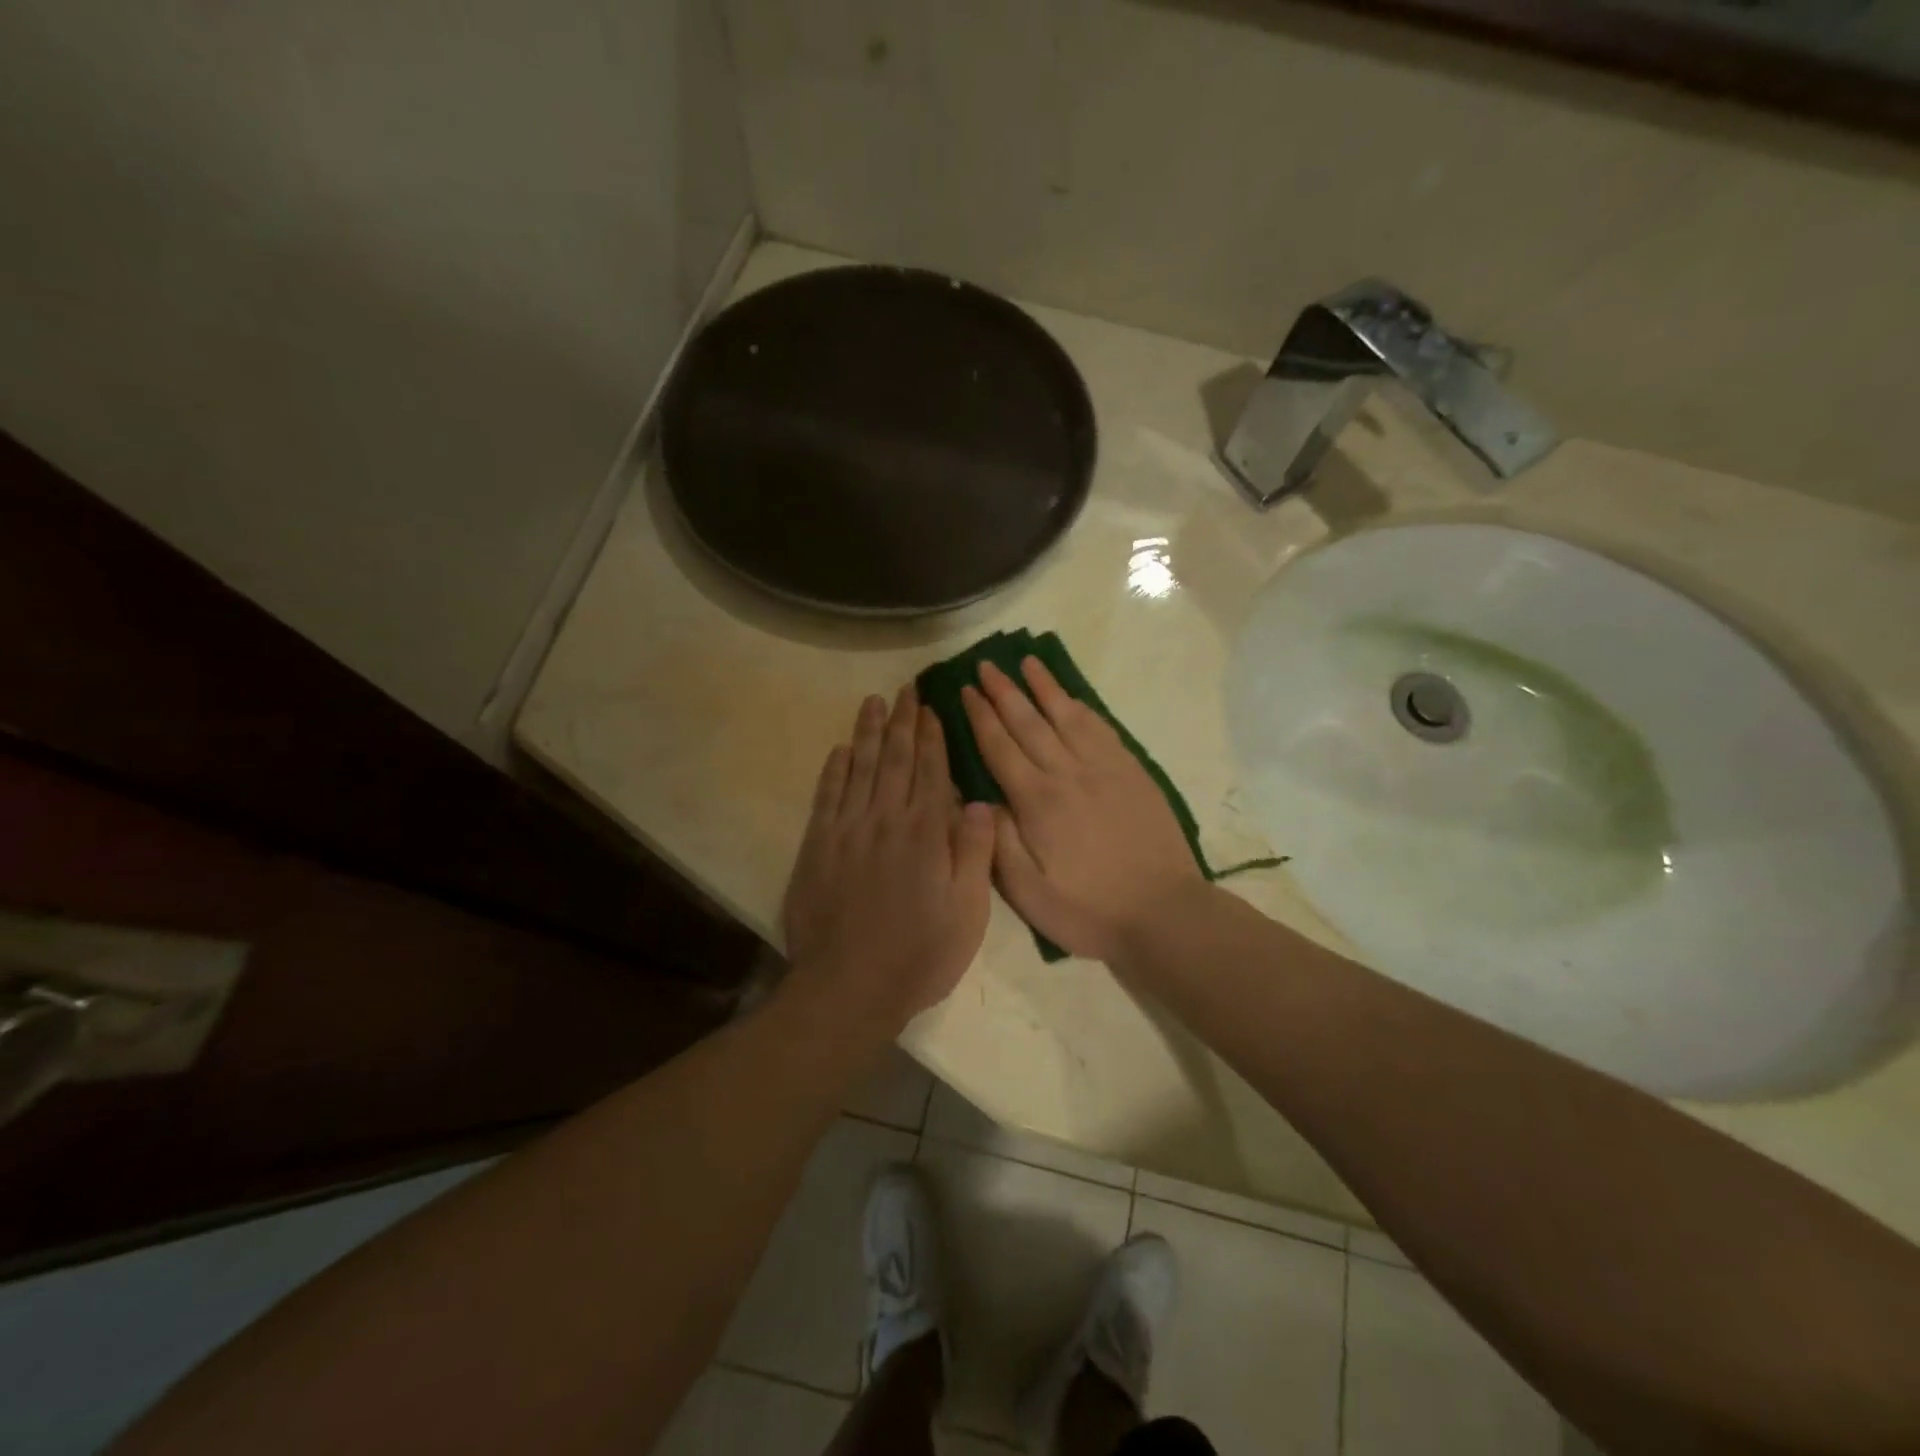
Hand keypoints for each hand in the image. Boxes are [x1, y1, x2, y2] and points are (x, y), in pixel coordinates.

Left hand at [783, 686, 996, 1028]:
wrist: (849, 987)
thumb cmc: (920, 954)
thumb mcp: (967, 912)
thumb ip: (974, 853)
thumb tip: (977, 801)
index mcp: (924, 833)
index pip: (929, 771)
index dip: (931, 736)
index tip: (931, 707)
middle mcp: (885, 820)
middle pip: (893, 759)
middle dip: (901, 721)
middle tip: (904, 688)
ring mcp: (846, 832)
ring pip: (858, 769)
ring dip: (866, 733)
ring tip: (872, 702)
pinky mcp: (817, 848)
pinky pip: (826, 798)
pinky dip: (833, 771)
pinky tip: (839, 751)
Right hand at [961, 658, 1206, 963]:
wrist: (1164, 913)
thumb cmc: (1089, 910)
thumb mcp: (1029, 893)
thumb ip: (999, 841)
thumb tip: (978, 796)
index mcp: (1038, 802)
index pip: (1000, 747)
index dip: (980, 716)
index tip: (965, 690)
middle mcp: (1068, 773)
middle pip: (1029, 722)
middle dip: (1004, 692)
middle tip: (985, 665)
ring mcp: (1104, 769)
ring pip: (1067, 716)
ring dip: (1044, 687)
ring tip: (1027, 662)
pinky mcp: (1132, 772)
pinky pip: (1101, 728)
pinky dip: (1082, 707)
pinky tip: (1072, 698)